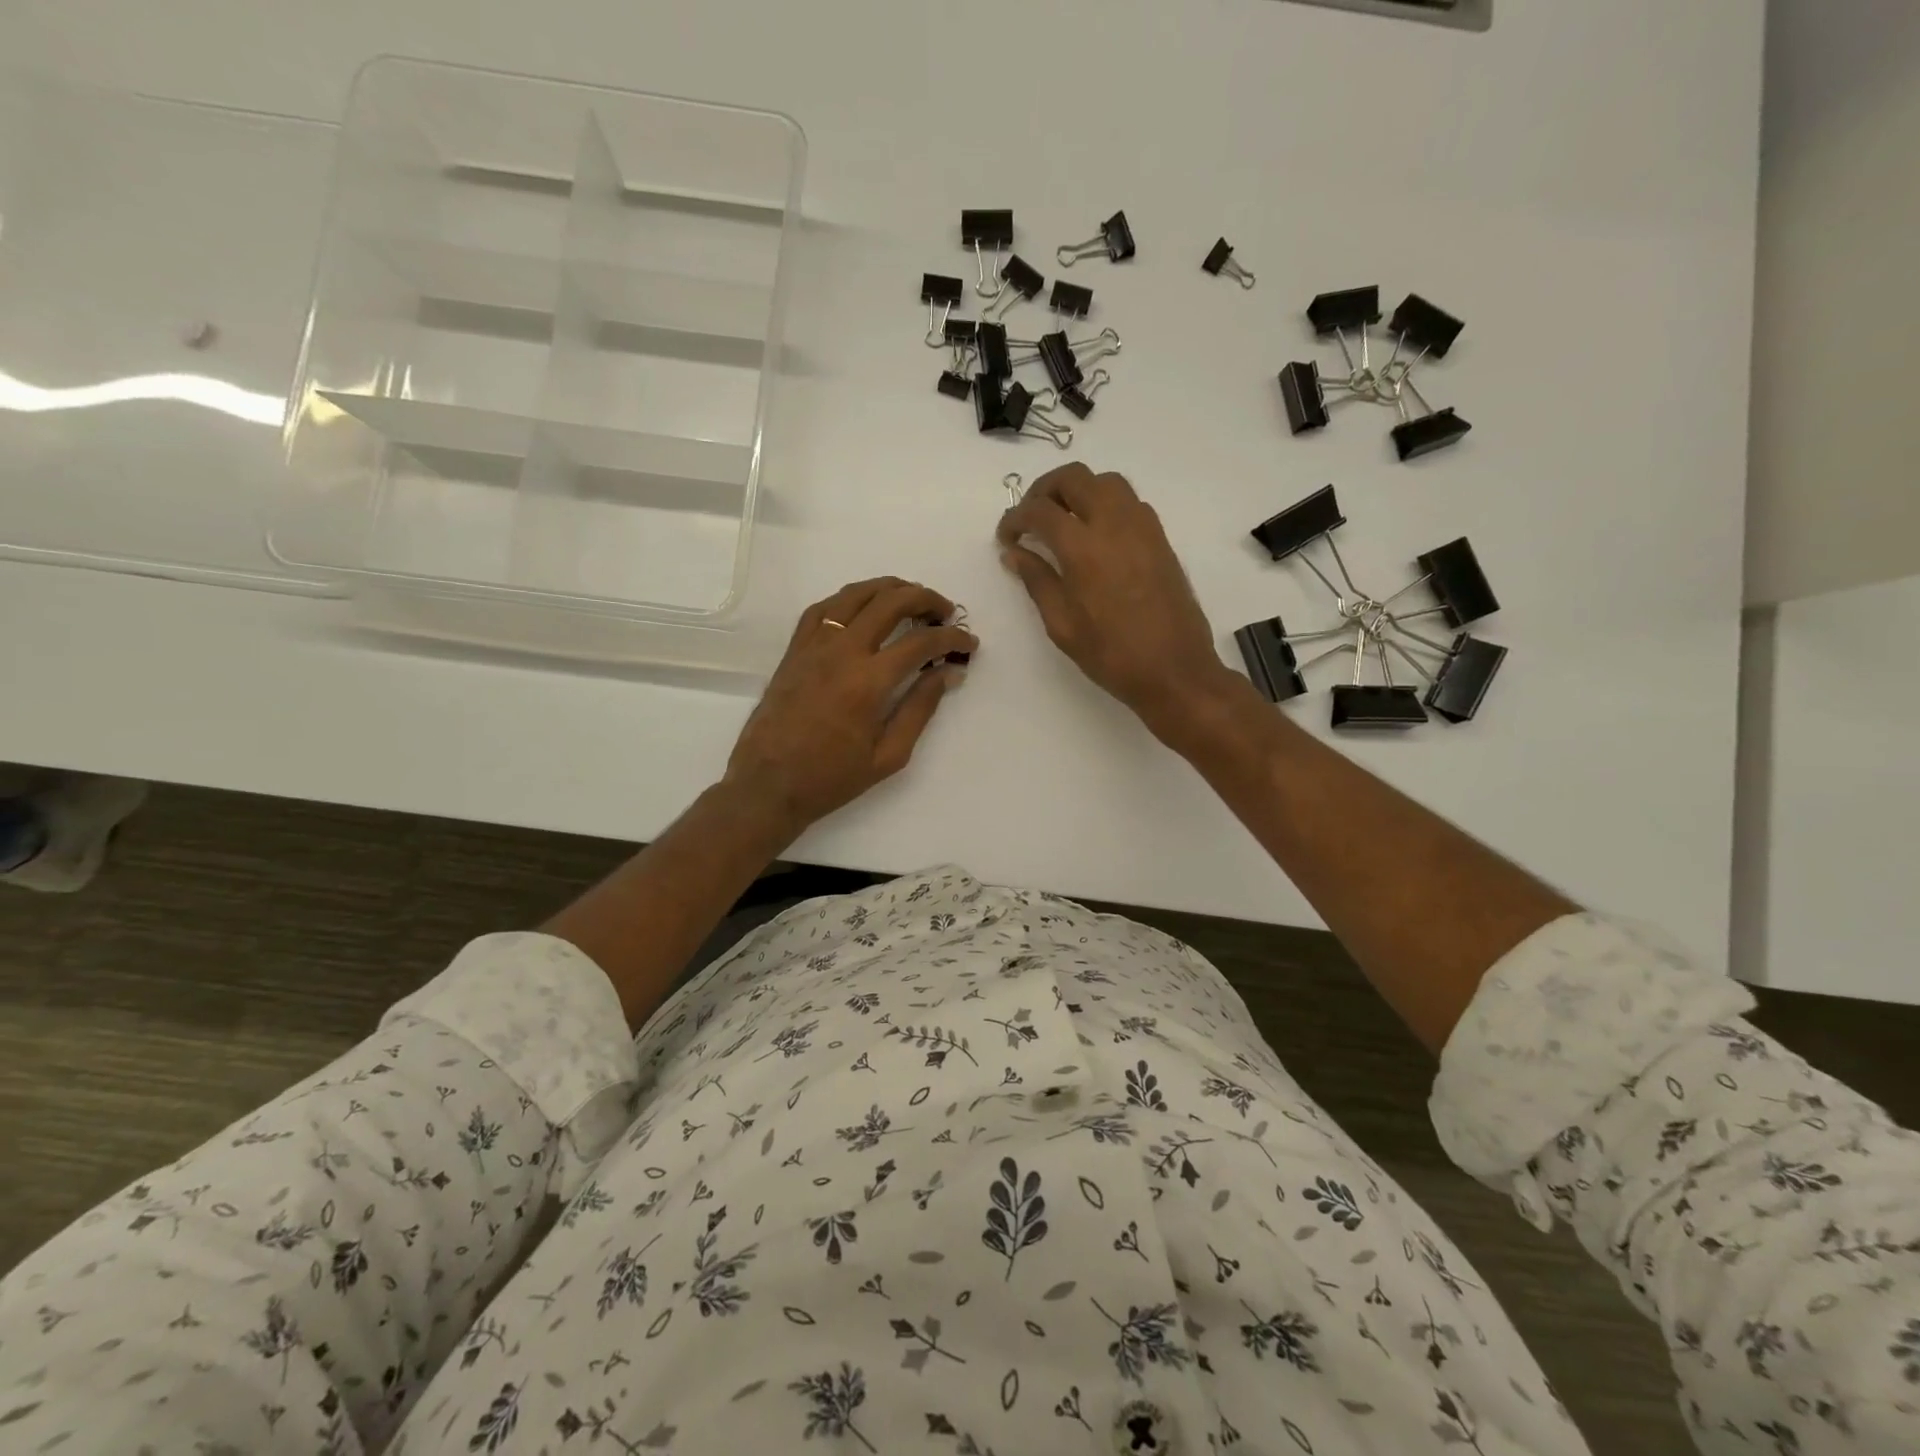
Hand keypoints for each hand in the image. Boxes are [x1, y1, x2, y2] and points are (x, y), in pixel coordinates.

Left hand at [725, 578, 975, 831]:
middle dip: (926, 599)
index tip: (969, 643)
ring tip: (910, 596)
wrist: (768, 784)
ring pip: (855, 595)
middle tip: (946, 611)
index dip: (952, 638)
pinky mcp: (795, 649)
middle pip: (890, 603)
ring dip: (889, 589)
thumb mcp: (889, 755)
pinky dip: (850, 599)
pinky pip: (824, 608)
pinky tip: (863, 607)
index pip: (921, 642)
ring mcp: (814, 645)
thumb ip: (920, 709)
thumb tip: (946, 673)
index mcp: (869, 681)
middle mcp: (842, 651)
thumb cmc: (832, 778)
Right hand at [998, 463, 1235, 739]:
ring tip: (1062, 519)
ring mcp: (1142, 527)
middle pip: (1074, 478)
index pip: (1040, 510)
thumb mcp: (1062, 624)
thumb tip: (1015, 553)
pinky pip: (1129, 501)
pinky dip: (1105, 503)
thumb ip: (1037, 580)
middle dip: (1044, 490)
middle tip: (1030, 518)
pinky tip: (1095, 534)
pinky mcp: (1160, 538)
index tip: (1005, 537)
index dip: (1015, 518)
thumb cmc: (1111, 655)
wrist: (1174, 670)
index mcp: (1083, 548)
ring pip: (1106, 482)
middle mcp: (1114, 524)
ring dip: (1078, 490)